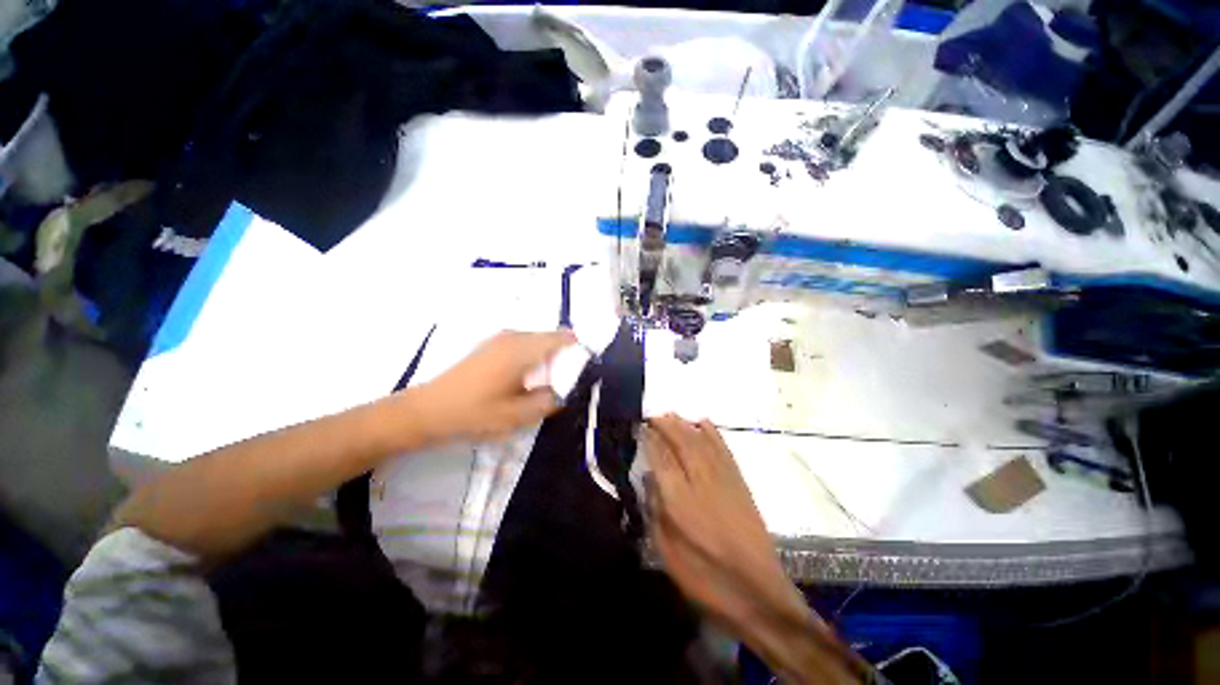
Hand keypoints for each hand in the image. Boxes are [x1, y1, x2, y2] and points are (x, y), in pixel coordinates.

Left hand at [415, 330, 576, 442]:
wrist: (427, 410)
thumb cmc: (474, 413)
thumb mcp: (517, 415)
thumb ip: (548, 401)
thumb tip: (562, 391)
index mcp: (523, 349)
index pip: (562, 338)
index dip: (577, 350)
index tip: (582, 370)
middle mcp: (513, 337)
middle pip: (550, 339)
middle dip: (562, 358)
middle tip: (563, 383)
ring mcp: (500, 339)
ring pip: (536, 342)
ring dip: (546, 359)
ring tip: (545, 385)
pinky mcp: (490, 346)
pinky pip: (522, 345)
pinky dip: (532, 358)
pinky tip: (525, 381)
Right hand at [643, 416, 866, 683]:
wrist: (759, 594)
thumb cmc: (706, 579)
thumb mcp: (668, 553)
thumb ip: (655, 511)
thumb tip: (650, 480)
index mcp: (680, 501)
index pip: (660, 458)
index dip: (649, 439)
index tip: (640, 427)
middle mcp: (701, 482)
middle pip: (681, 442)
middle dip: (666, 425)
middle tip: (653, 415)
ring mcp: (723, 479)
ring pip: (701, 441)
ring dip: (685, 424)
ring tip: (671, 415)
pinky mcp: (740, 483)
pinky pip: (723, 449)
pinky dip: (713, 433)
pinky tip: (704, 423)